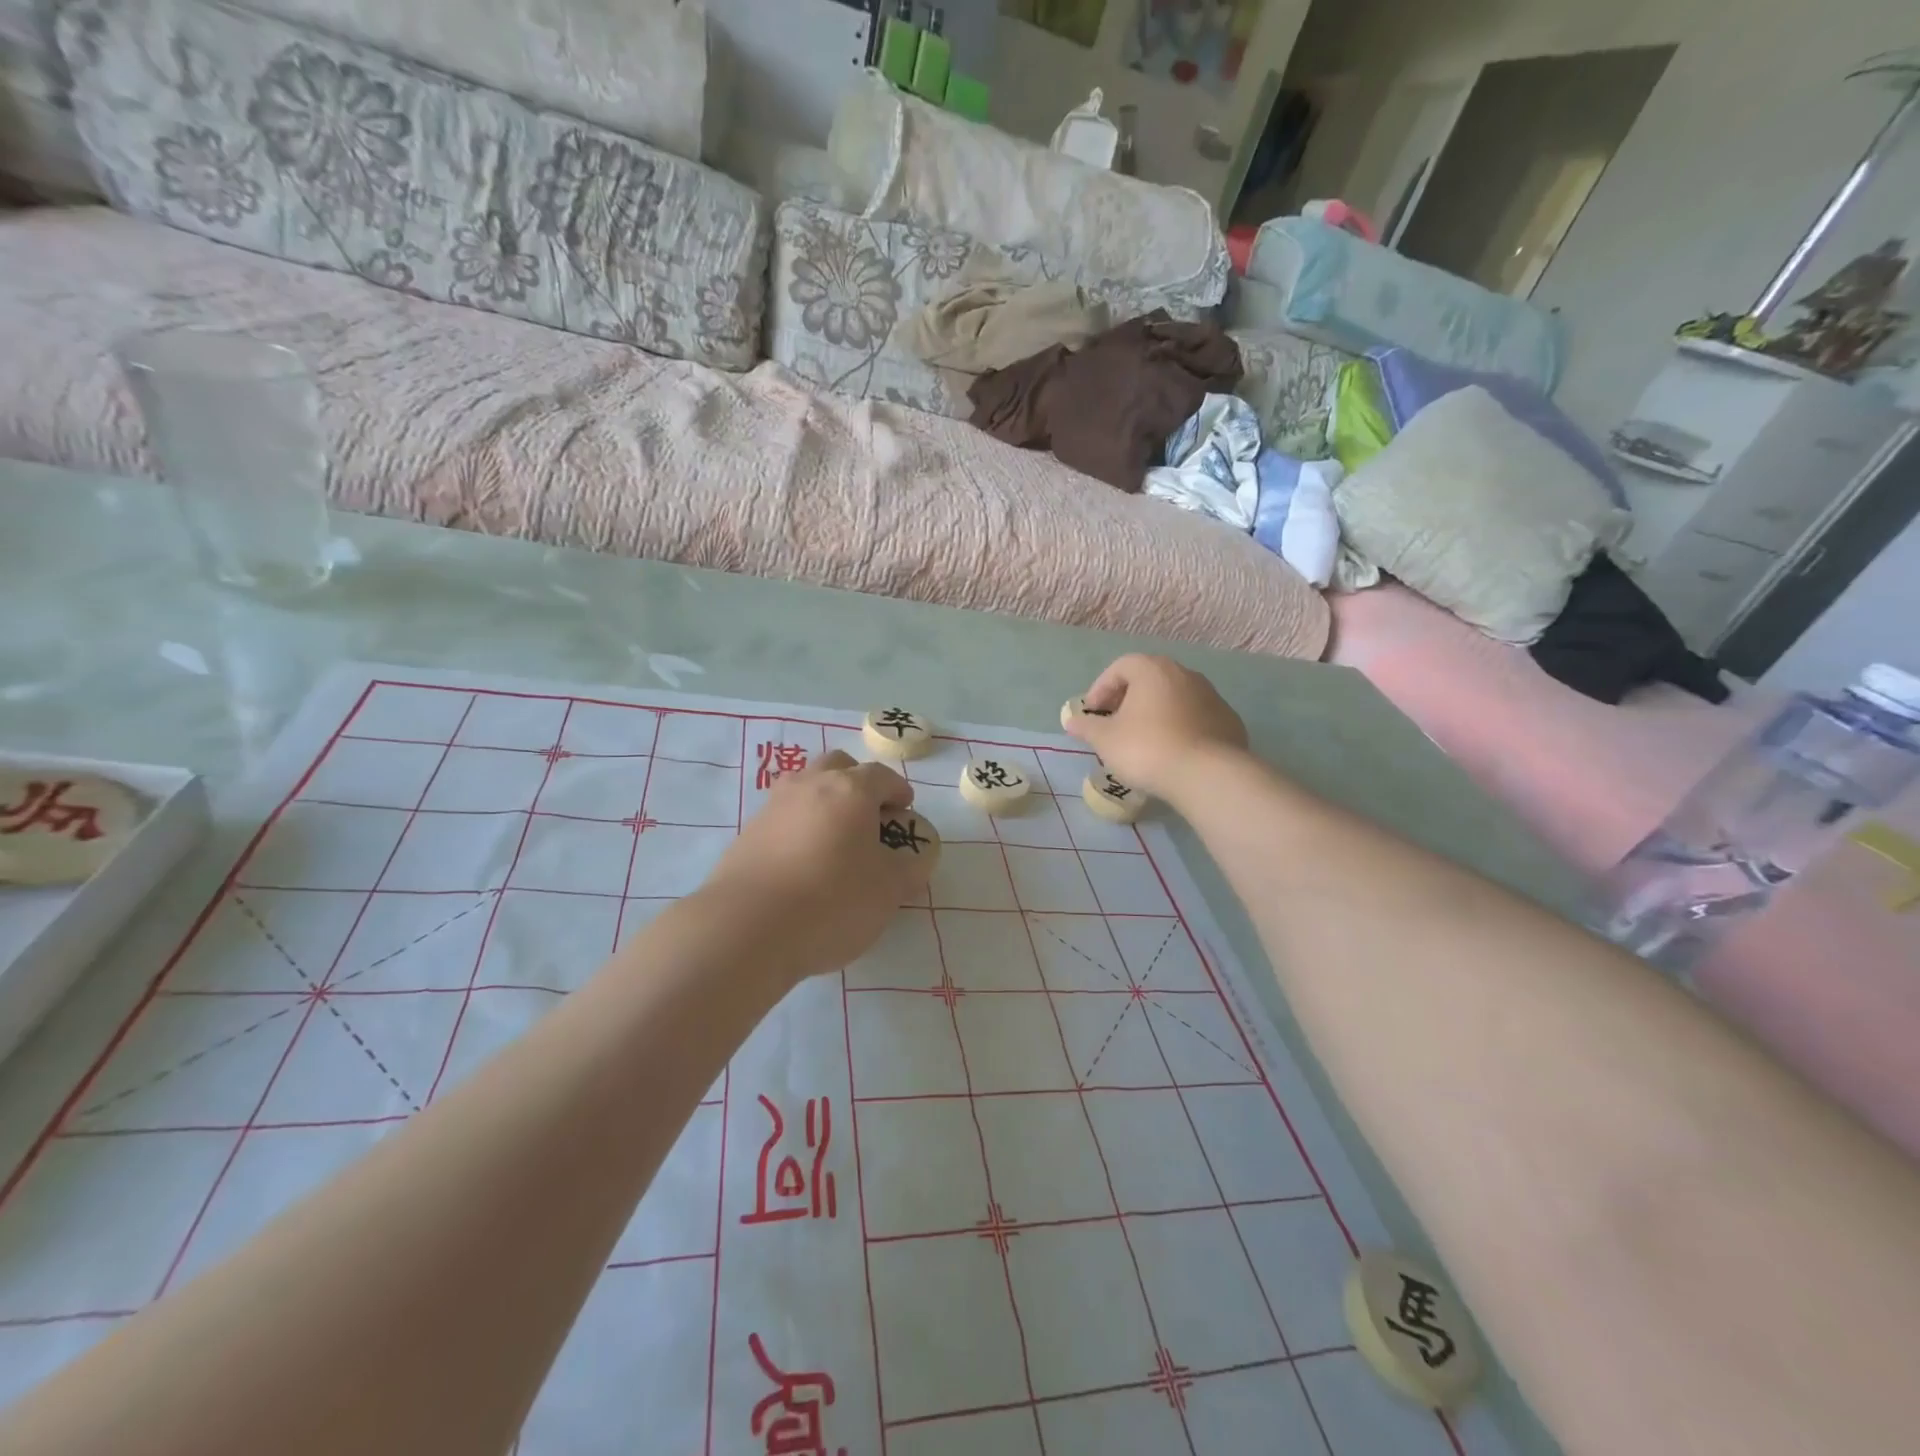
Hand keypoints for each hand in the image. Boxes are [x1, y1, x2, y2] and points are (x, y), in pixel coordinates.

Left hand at [698, 750, 931, 984]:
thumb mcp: (889, 890)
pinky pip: (782, 817)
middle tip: (869, 816)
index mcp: (850, 790)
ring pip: (805, 786)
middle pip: (838, 766)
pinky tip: (803, 862)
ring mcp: (773, 807)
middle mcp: (809, 786)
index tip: (905, 811)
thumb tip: (918, 855)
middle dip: (858, 783)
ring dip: (824, 801)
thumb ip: (910, 867)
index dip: (898, 791)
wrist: (746, 929)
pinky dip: (798, 827)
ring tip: (835, 838)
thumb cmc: (832, 901)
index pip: (881, 776)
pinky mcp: (747, 834)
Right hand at [1065, 654, 1248, 801]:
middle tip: (1115, 723)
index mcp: (1152, 670)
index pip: (1120, 667)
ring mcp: (1211, 696)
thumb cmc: (1147, 749)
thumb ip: (1086, 726)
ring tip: (1144, 740)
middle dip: (1129, 698)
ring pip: (1175, 698)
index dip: (1101, 688)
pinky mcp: (1228, 720)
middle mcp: (1184, 674)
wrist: (1207, 775)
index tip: (1092, 712)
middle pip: (1149, 679)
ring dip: (1156, 712)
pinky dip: (1180, 727)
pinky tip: (1173, 751)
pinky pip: (1196, 717)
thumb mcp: (1105, 740)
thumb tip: (1071, 720)